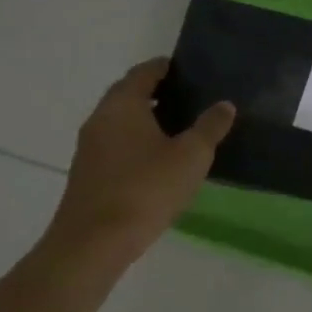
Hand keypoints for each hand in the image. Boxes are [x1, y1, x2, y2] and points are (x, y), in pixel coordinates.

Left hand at [48, 58, 234, 264]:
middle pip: (128, 94)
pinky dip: (134, 142)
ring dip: (144, 119)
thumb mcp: (190, 156)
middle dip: (155, 92)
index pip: (144, 72)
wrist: (93, 244)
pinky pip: (114, 145)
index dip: (165, 67)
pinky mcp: (87, 174)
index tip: (187, 70)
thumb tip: (224, 105)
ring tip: (177, 129)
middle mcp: (100, 118)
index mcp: (123, 104)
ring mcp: (89, 148)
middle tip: (187, 97)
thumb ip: (209, 127)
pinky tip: (156, 161)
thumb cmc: (145, 189)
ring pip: (119, 121)